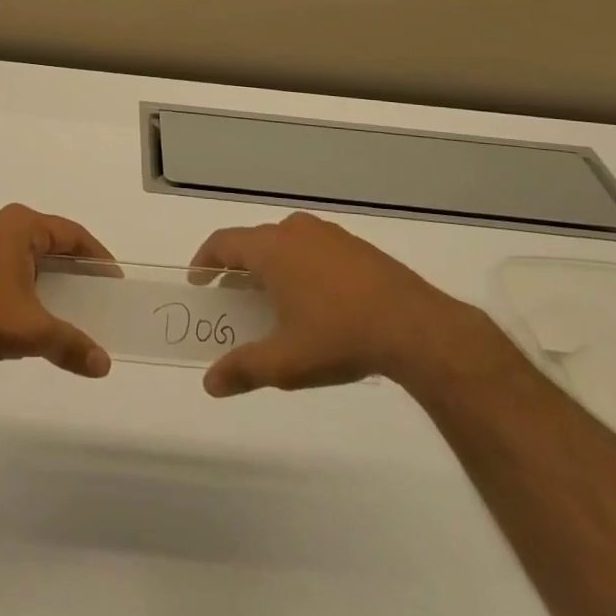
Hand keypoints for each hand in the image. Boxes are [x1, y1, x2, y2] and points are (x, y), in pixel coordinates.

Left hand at [0, 205, 115, 378]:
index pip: (71, 233)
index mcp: (19, 225)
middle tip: (95, 293)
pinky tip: (28, 312)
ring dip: (47, 277)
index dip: (96, 256)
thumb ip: (71, 344)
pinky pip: (5, 266)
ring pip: (25, 255)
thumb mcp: (32, 331)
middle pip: (48, 241)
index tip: (113, 280)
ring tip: (67, 306)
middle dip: (73, 268)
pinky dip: (24, 284)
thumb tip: (104, 365)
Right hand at [189, 212, 487, 397]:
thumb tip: (209, 384)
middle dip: (237, 267)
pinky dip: (300, 266)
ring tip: (272, 300)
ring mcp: (329, 235)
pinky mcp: (356, 246)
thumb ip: (243, 370)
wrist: (416, 328)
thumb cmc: (338, 337)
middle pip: (253, 241)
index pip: (223, 243)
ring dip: (270, 265)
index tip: (199, 282)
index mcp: (271, 248)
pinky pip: (313, 248)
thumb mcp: (285, 362)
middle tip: (232, 298)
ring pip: (285, 243)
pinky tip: (315, 300)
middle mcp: (295, 231)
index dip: (205, 260)